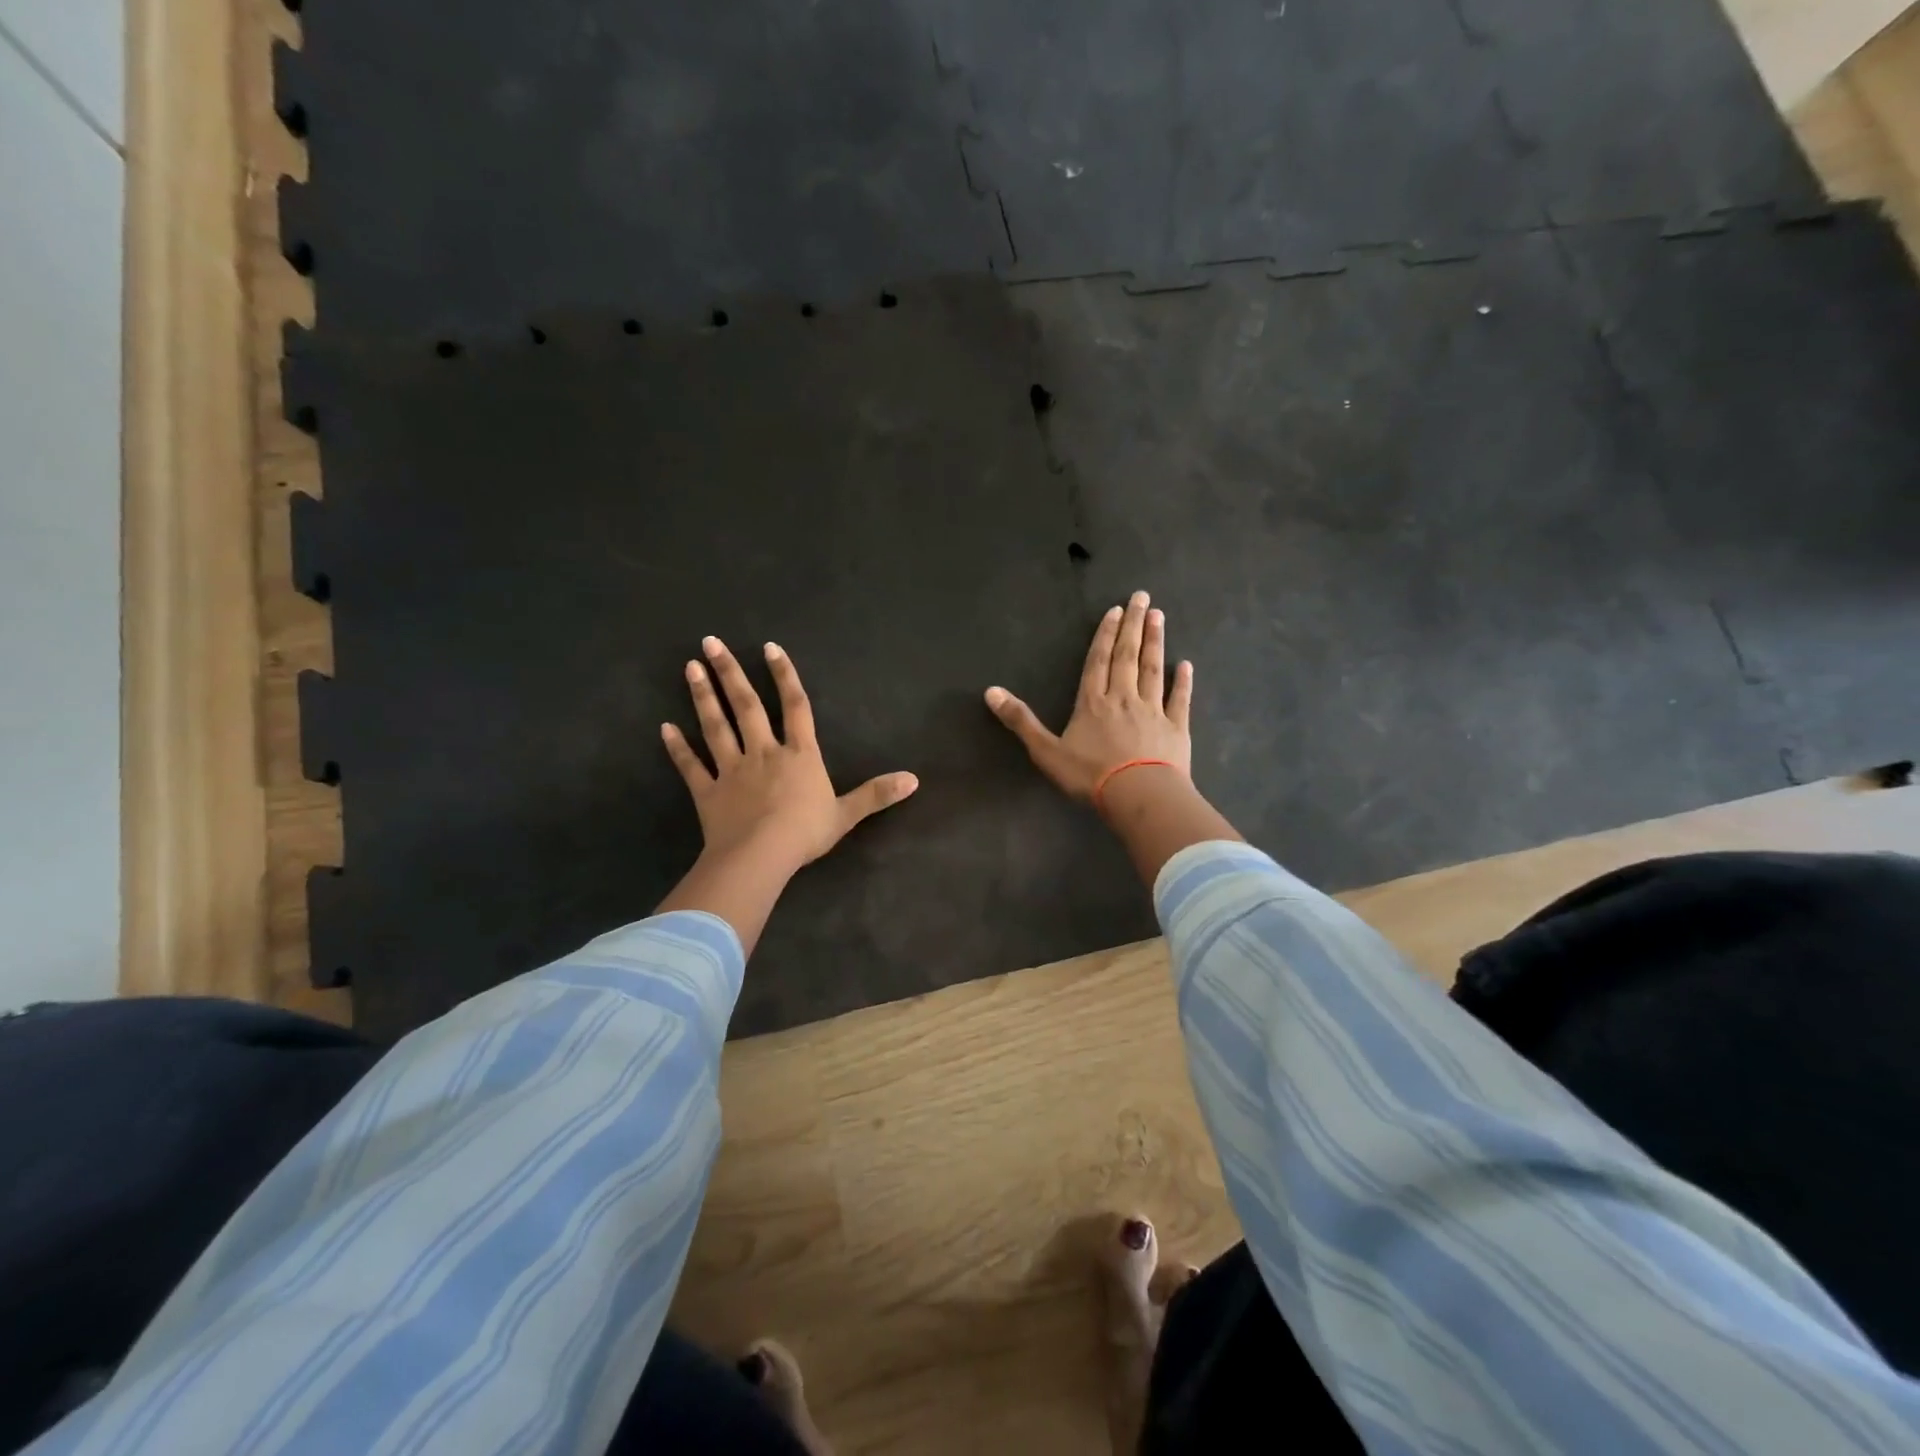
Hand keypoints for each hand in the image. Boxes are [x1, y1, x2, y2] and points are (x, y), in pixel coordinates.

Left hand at [662, 637, 918, 871]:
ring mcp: (732, 770)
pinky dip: (678, 748)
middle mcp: (764, 753)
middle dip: (730, 672)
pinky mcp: (708, 792)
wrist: (761, 857)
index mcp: (799, 755)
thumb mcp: (847, 814)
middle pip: (747, 706)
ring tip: (689, 668)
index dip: (785, 676)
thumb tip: (915, 779)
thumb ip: (877, 794)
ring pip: (716, 727)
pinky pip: (691, 766)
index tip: (770, 648)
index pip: (796, 706)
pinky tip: (665, 728)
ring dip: (703, 697)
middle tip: (710, 643)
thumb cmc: (805, 833)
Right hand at [985, 590, 1192, 803]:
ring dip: (1155, 642)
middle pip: (1127, 656)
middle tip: (1141, 597)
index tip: (1115, 610)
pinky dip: (1183, 682)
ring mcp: (1153, 711)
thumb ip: (1021, 721)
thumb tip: (990, 691)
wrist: (1139, 795)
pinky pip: (1180, 699)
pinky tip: (1187, 665)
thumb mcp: (1046, 751)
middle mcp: (1123, 698)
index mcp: (1093, 702)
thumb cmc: (1090, 775)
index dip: (1105, 634)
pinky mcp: (1176, 728)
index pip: (1098, 661)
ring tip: (1159, 616)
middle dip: (1132, 625)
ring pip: (1153, 670)